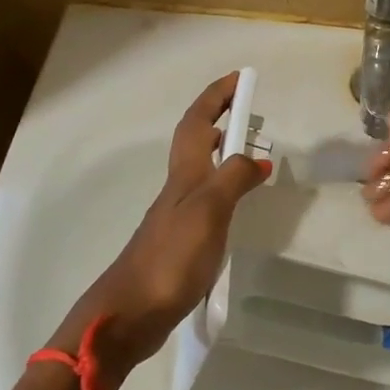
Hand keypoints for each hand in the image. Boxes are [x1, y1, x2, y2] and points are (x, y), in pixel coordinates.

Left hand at [81, 73, 269, 374]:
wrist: (130, 313)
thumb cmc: (170, 258)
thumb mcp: (208, 211)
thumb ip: (233, 178)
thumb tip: (258, 156)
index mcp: (184, 175)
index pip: (198, 122)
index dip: (216, 96)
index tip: (239, 77)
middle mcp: (179, 188)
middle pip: (196, 141)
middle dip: (220, 118)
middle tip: (250, 113)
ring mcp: (178, 215)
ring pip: (202, 169)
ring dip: (223, 151)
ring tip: (252, 152)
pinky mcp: (181, 240)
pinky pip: (207, 198)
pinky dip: (225, 187)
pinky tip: (237, 204)